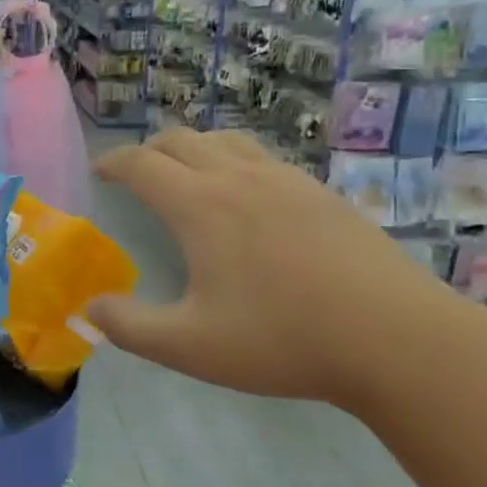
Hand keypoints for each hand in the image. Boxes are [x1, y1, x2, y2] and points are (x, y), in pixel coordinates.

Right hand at [86, 129, 486, 408]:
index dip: (113, 162)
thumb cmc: (282, 339)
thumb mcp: (190, 346)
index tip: (99, 172)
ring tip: (187, 175)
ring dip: (193, 148)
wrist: (397, 339)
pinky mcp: (322, 193)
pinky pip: (263, 157)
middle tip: (136, 175)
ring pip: (225, 140)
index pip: (141, 163)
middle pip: (180, 140)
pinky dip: (234, 161)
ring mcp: (286, 180)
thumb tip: (89, 309)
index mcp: (200, 205)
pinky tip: (248, 197)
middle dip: (148, 151)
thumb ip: (130, 327)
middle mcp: (238, 178)